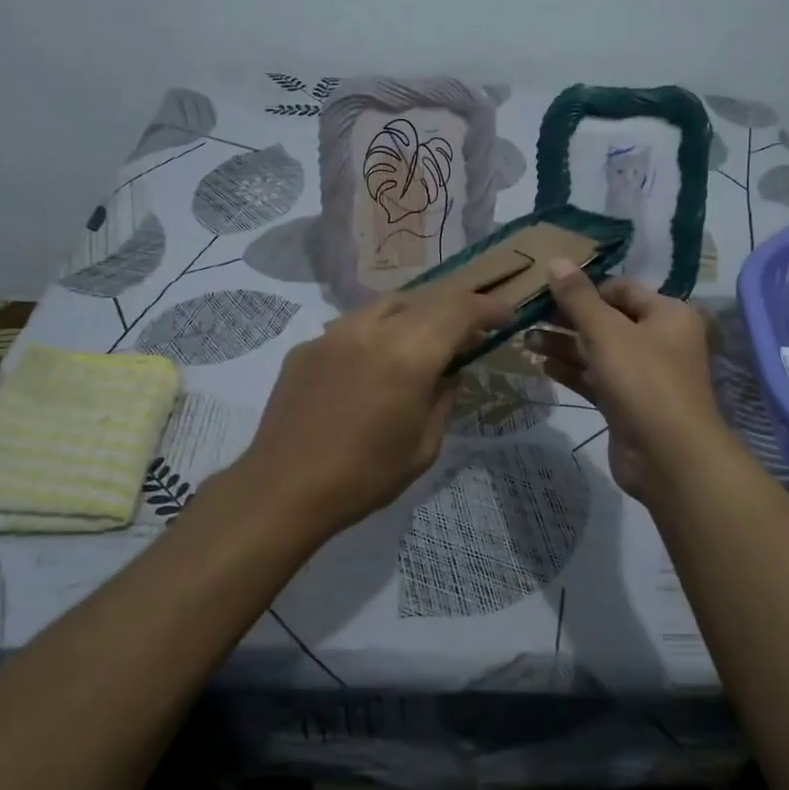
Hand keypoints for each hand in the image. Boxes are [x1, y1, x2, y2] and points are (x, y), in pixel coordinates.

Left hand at [236, 286, 512, 537]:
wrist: (283, 489)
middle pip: (425, 300)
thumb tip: (449, 373)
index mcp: (409, 354)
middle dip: (454, 312)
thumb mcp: (424, 447)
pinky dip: (376, 335)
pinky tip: (372, 365)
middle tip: (467, 335)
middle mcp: (372, 330)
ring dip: (414, 317)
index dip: (488, 309)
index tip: (505, 317)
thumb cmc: (364, 476)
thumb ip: (443, 399)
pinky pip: (352, 327)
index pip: (460, 310)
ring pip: (386, 307)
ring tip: (421, 344)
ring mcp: (333, 333)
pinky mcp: (307, 347)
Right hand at [525, 263, 728, 500]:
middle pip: (607, 321)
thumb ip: (578, 297)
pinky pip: (596, 380)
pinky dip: (572, 372)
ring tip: (525, 341)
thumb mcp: (607, 331)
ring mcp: (643, 376)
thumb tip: (556, 260)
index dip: (586, 288)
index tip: (547, 291)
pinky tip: (542, 368)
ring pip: (598, 352)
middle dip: (568, 319)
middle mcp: (660, 341)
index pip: (622, 289)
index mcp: (667, 315)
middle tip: (528, 316)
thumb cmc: (643, 380)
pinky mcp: (627, 405)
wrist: (669, 456)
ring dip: (564, 346)